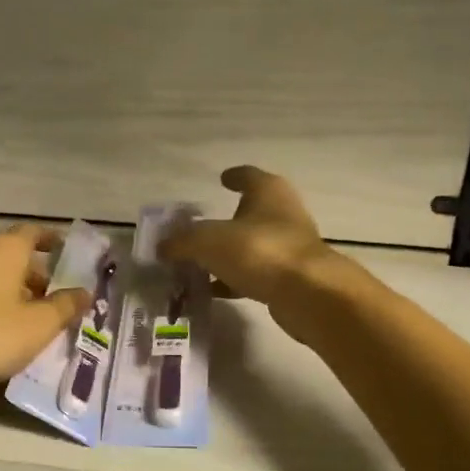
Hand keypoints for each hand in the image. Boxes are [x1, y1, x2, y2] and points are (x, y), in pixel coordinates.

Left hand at [0, 225, 91, 396]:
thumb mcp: (39, 326)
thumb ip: (66, 306)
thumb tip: (84, 292)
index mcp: (3, 249)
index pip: (32, 232)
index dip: (50, 240)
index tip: (63, 252)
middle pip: (8, 254)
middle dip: (30, 273)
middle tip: (47, 298)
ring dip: (2, 288)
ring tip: (16, 316)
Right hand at [160, 166, 337, 310]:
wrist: (308, 294)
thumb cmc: (259, 251)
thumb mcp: (208, 242)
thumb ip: (181, 242)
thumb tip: (161, 247)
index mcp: (268, 191)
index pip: (248, 175)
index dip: (233, 177)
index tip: (220, 179)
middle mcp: (282, 213)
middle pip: (249, 212)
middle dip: (225, 220)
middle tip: (198, 229)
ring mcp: (288, 246)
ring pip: (251, 245)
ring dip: (228, 253)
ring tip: (198, 263)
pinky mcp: (290, 277)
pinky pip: (254, 273)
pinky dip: (234, 279)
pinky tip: (213, 290)